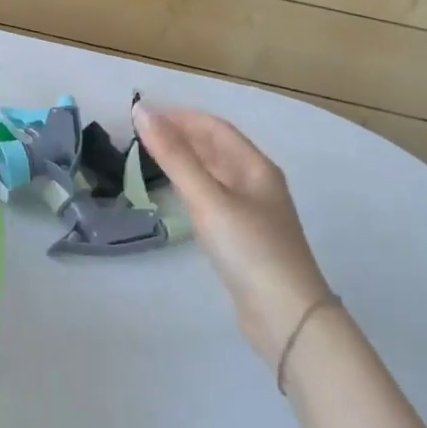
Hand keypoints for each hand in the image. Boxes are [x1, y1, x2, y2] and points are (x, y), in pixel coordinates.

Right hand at [135, 104, 330, 369]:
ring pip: (215, 174)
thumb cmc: (249, 249)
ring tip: (150, 157)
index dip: (180, 116)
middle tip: (140, 134)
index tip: (143, 113)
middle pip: (216, 148)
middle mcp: (257, 183)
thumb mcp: (208, 198)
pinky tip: (176, 195)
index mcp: (255, 167)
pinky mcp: (244, 238)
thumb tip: (142, 111)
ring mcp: (253, 212)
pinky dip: (192, 187)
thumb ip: (174, 156)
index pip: (215, 127)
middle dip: (181, 135)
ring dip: (185, 160)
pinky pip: (214, 198)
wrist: (285, 316)